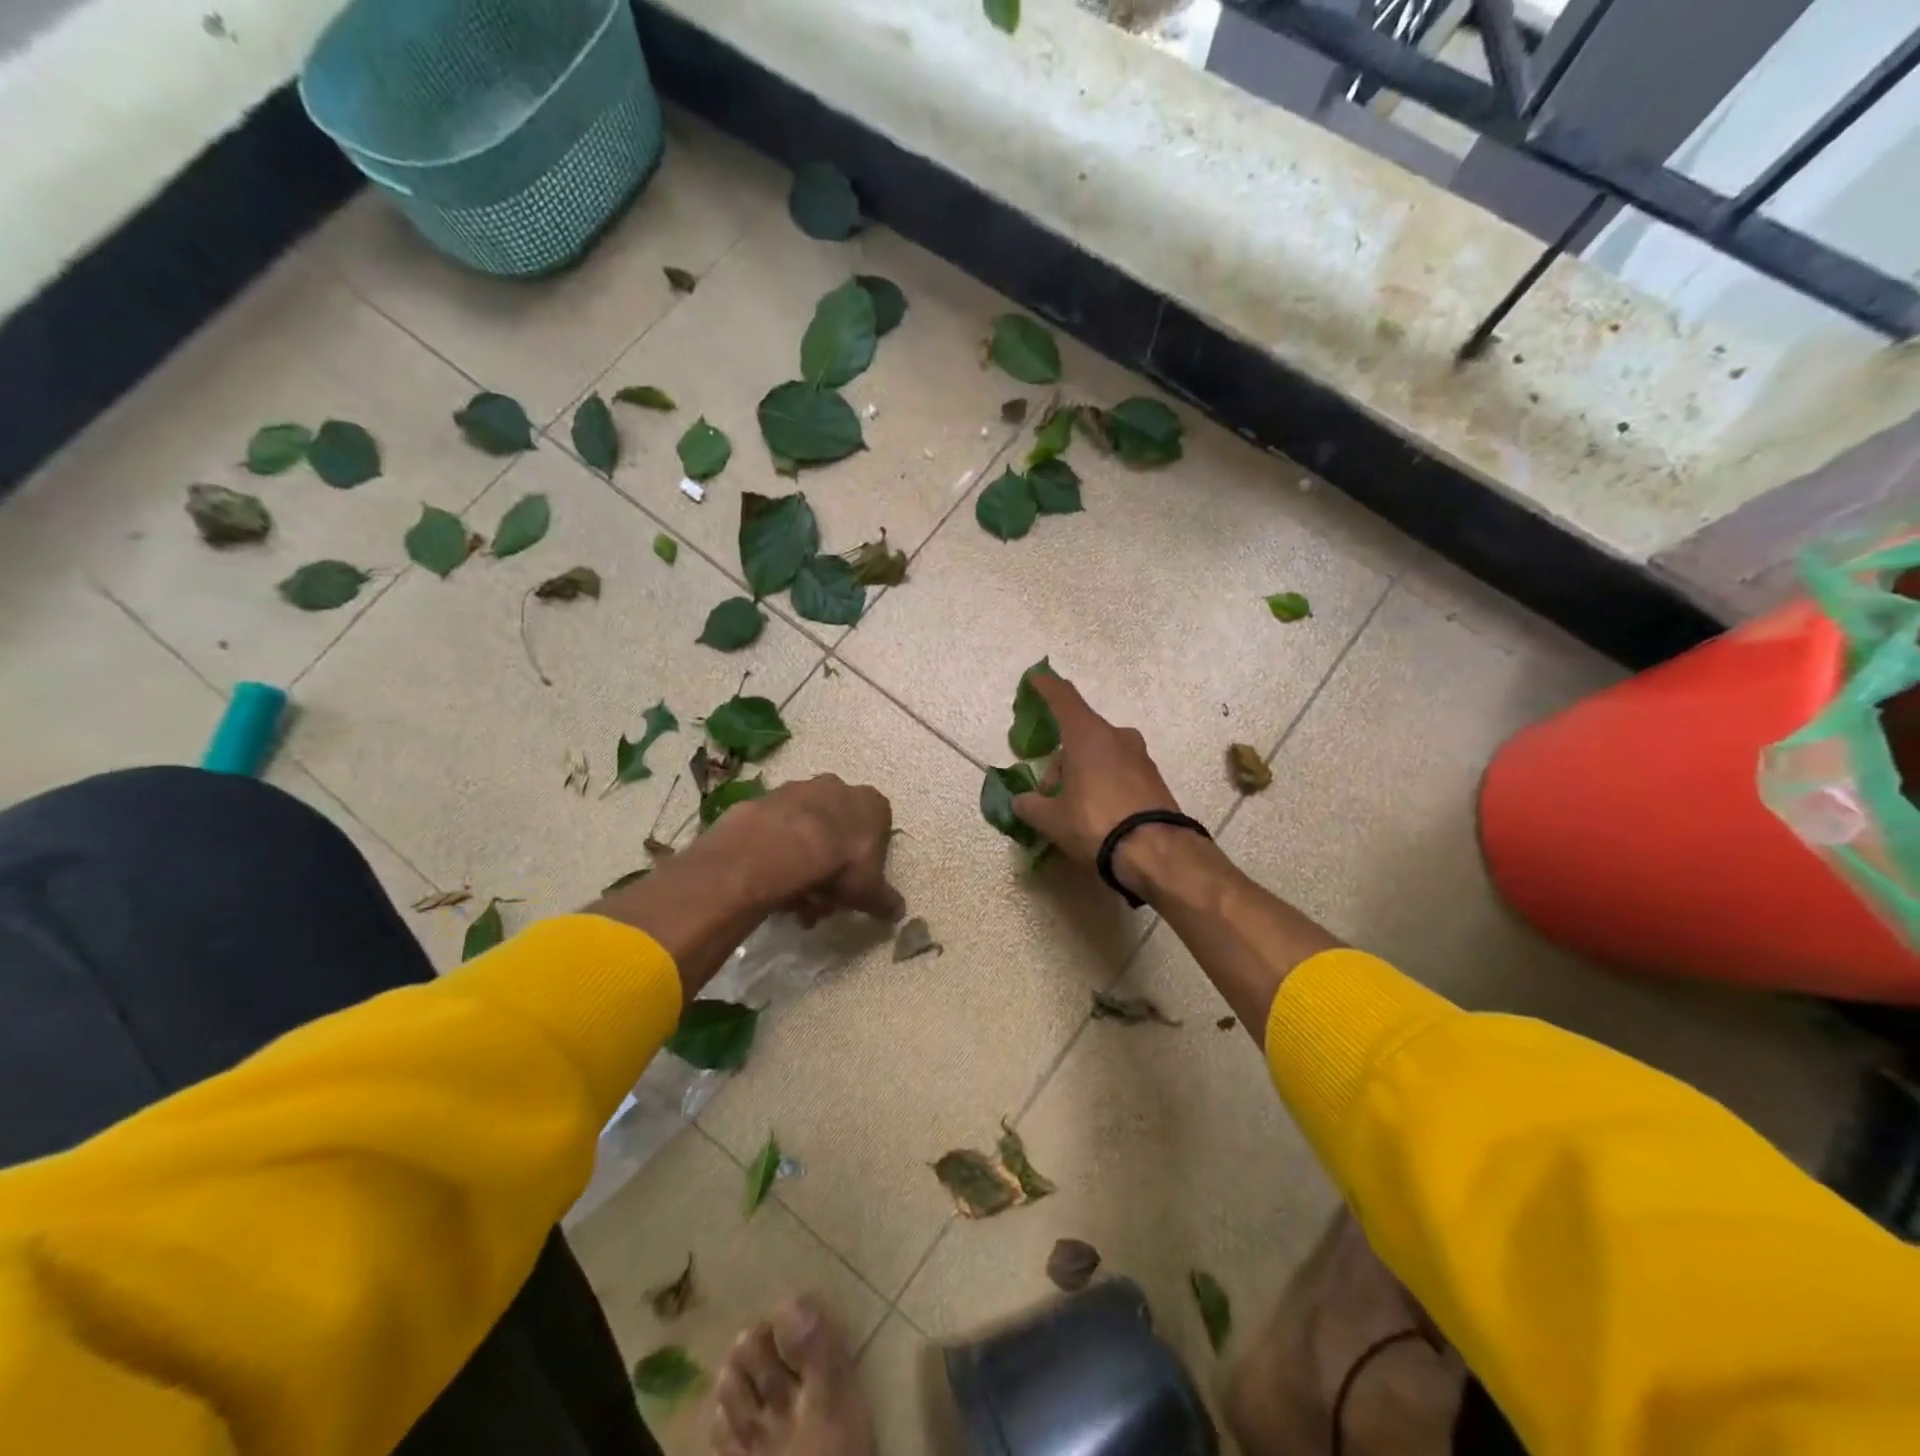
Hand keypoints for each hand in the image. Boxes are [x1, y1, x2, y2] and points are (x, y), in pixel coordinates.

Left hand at [733, 775, 904, 925]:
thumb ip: (885, 901)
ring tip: (793, 899)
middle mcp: (840, 788)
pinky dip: (778, 853)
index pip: (877, 831)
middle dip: (831, 867)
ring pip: (808, 831)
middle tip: (821, 900)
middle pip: (839, 831)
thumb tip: (898, 912)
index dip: (866, 862)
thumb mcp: (870, 892)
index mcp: (873, 804)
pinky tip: (773, 882)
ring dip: (803, 863)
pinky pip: (779, 830)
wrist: (785, 846)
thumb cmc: (842, 864)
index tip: (854, 887)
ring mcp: (802, 789)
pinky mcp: (770, 797)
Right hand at [1010, 672, 1182, 874]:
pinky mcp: (1155, 778)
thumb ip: (1031, 806)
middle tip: (1048, 792)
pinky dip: (1105, 781)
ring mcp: (1140, 756)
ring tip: (1073, 807)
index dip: (1047, 686)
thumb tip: (1020, 801)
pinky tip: (1099, 812)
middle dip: (1061, 758)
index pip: (1064, 699)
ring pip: (1101, 753)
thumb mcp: (1053, 820)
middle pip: (1081, 734)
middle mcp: (1117, 737)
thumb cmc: (1096, 824)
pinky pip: (1120, 770)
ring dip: (1083, 770)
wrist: (1157, 852)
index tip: (1037, 677)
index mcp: (1088, 736)